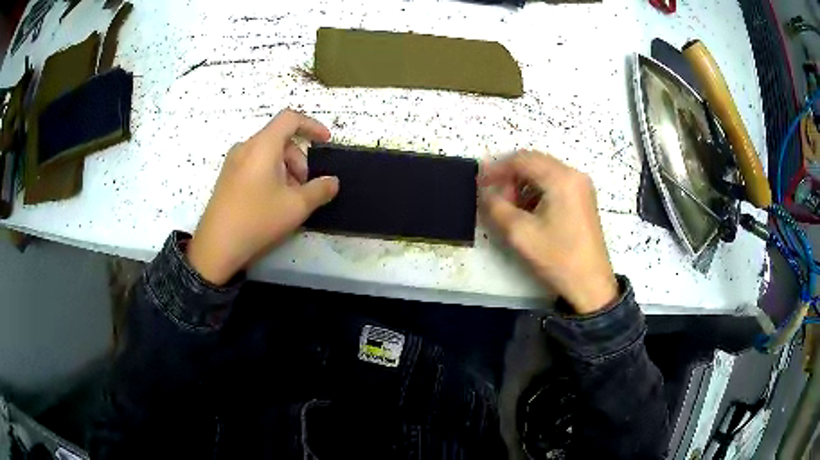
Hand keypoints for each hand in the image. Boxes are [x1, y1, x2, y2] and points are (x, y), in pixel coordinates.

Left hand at [187, 109, 338, 284]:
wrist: (216, 247)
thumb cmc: (257, 220)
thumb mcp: (296, 206)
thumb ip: (320, 190)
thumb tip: (332, 181)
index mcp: (262, 145)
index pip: (290, 119)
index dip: (312, 125)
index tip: (325, 141)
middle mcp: (245, 147)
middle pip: (280, 139)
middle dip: (299, 158)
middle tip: (305, 187)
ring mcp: (233, 162)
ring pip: (268, 153)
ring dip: (286, 169)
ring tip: (289, 198)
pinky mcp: (227, 177)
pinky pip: (255, 164)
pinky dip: (270, 174)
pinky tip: (271, 201)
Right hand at [479, 151, 617, 313]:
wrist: (590, 284)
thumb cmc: (557, 257)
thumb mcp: (519, 233)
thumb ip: (496, 206)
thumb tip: (485, 191)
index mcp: (561, 178)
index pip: (522, 160)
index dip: (497, 168)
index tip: (479, 183)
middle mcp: (574, 174)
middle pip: (534, 162)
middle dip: (510, 176)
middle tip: (494, 197)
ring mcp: (581, 186)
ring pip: (544, 173)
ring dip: (522, 185)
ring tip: (509, 208)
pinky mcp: (583, 199)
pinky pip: (554, 184)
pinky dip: (536, 192)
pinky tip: (528, 212)